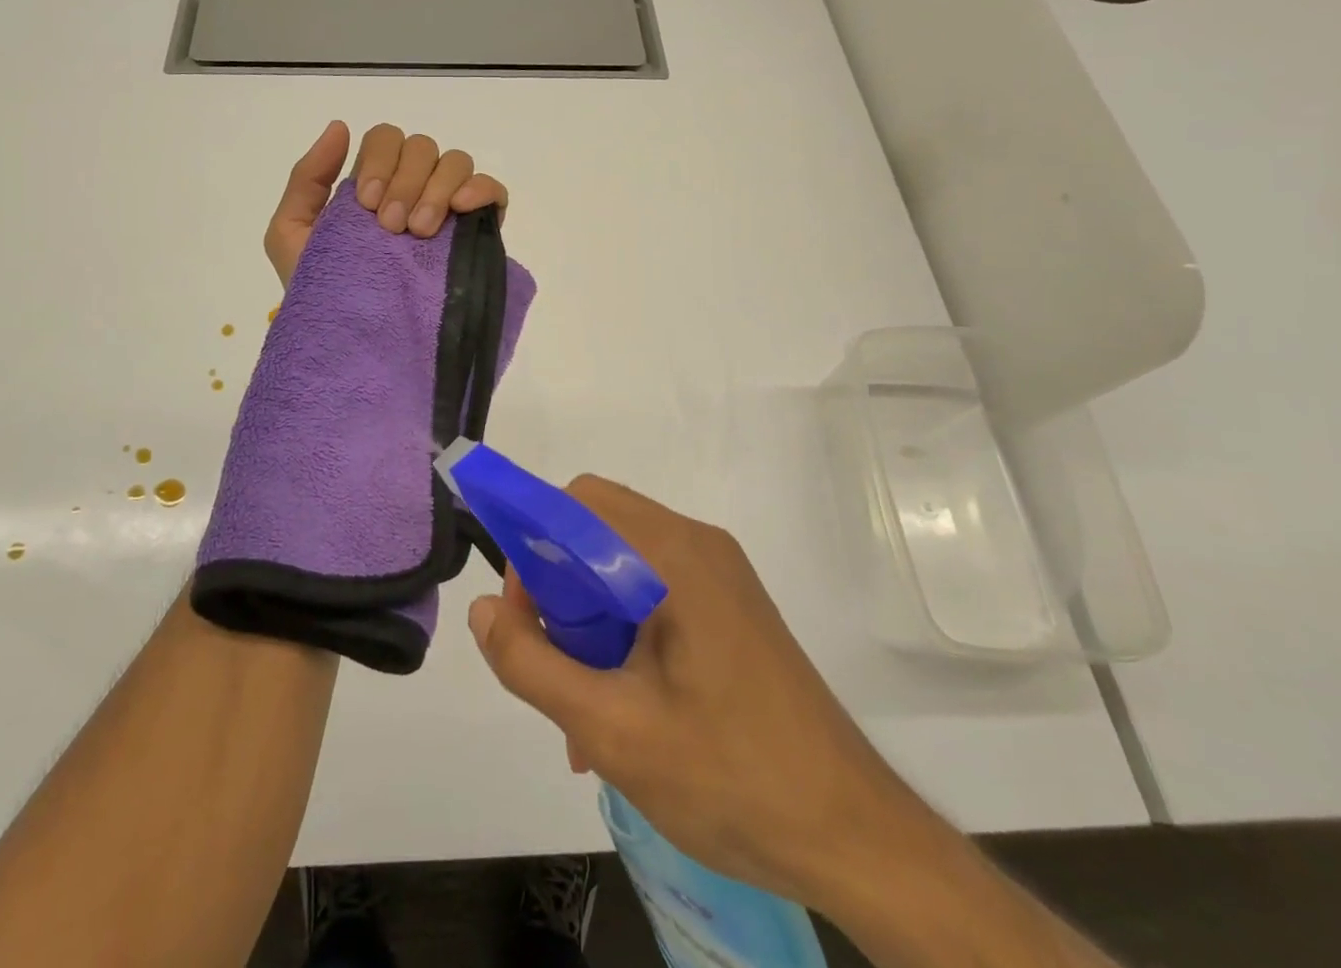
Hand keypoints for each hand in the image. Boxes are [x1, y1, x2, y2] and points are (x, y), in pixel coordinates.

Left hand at [263, 121, 508, 285]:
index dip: (380, 162)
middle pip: (421, 146)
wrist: (352, 341)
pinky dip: (481, 189)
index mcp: (375, 183)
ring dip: (436, 189)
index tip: (367, 206)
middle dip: (405, 181)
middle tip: (392, 227)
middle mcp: (414, 187)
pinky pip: (493, 190)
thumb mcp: (292, 233)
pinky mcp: (478, 232)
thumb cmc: (320, 289)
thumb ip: (306, 178)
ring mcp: (448, 209)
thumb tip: (340, 127)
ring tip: (421, 233)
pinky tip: (462, 210)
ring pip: (455, 162)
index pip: (386, 140)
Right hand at [466, 476, 938, 915]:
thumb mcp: (612, 729)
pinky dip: (620, 630)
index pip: (577, 502)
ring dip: (586, 618)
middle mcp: (698, 546)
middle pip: (597, 529)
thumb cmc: (731, 778)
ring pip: (620, 565)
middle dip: (556, 587)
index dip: (531, 543)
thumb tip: (483, 610)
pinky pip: (652, 592)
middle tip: (549, 659)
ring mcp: (720, 576)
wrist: (858, 839)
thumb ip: (532, 664)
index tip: (520, 614)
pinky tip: (619, 708)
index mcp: (674, 554)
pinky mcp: (730, 609)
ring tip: (581, 704)